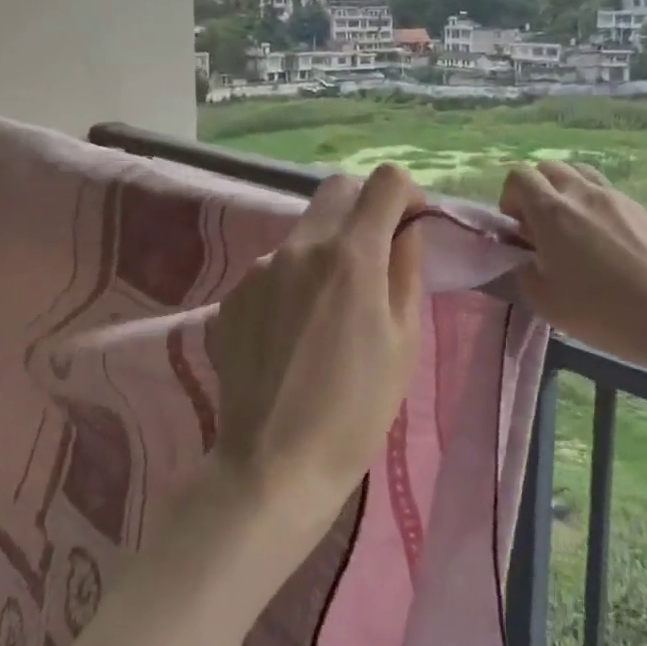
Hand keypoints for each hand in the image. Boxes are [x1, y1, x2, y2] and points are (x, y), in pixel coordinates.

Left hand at [208, 164, 425, 527]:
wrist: (273, 464)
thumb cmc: (356, 410)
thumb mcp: (403, 341)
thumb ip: (407, 270)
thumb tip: (406, 230)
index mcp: (350, 255)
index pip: (384, 180)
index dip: (407, 193)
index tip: (411, 225)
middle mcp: (300, 246)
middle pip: (337, 189)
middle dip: (365, 206)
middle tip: (376, 253)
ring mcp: (261, 267)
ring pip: (305, 228)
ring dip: (328, 245)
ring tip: (333, 305)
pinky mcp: (235, 293)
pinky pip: (276, 265)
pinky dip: (296, 276)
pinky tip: (296, 329)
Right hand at [499, 161, 646, 375]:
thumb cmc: (604, 311)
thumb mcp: (546, 302)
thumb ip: (524, 272)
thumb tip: (525, 257)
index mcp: (552, 211)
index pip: (519, 176)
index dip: (510, 197)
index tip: (517, 228)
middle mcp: (583, 194)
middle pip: (549, 168)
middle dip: (536, 190)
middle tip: (541, 228)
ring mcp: (617, 198)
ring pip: (581, 174)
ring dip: (567, 192)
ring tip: (572, 229)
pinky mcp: (643, 210)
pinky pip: (608, 194)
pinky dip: (595, 206)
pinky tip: (605, 243)